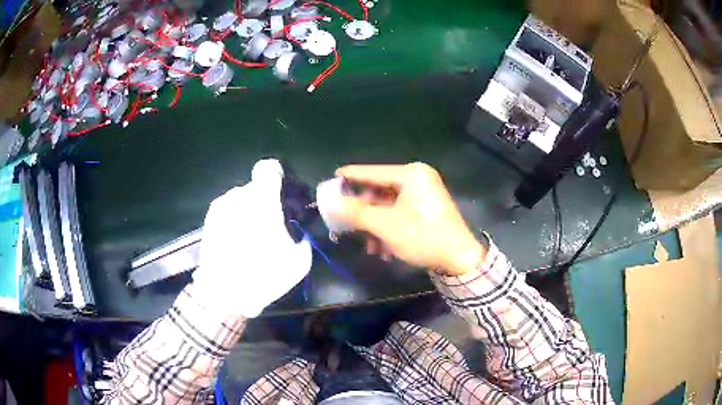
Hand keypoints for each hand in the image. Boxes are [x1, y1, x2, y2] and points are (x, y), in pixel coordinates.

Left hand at [193, 159, 311, 317]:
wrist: (223, 294)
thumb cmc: (263, 275)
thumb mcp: (298, 262)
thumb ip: (303, 240)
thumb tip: (299, 236)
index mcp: (262, 200)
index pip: (268, 168)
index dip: (277, 176)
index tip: (282, 194)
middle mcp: (238, 196)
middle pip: (255, 188)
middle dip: (264, 202)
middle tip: (270, 225)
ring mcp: (220, 207)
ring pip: (240, 199)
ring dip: (248, 211)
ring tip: (250, 237)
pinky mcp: (208, 220)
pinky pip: (227, 211)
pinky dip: (234, 220)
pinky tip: (236, 243)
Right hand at [334, 163, 484, 275]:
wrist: (459, 258)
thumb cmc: (423, 236)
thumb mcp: (385, 225)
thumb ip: (356, 212)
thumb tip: (330, 202)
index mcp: (411, 174)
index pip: (373, 172)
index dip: (350, 177)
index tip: (331, 181)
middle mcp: (418, 179)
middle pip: (379, 191)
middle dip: (364, 213)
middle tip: (346, 225)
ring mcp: (423, 194)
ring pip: (388, 206)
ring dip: (375, 226)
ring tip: (370, 247)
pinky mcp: (426, 208)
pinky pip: (399, 213)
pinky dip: (389, 229)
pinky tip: (383, 249)